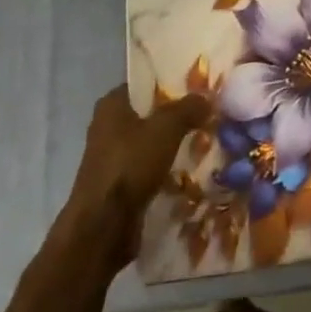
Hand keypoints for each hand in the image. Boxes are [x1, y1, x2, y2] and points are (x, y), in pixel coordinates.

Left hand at [66, 86, 210, 270]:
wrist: (102, 229)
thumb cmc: (130, 165)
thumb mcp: (166, 128)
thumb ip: (188, 108)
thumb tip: (207, 97)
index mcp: (111, 105)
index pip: (144, 83)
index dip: (170, 82)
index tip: (197, 87)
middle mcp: (107, 127)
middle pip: (148, 114)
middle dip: (175, 116)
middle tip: (206, 115)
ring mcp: (110, 159)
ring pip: (149, 143)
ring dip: (171, 145)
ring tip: (203, 143)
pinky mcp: (117, 186)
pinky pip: (146, 169)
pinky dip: (164, 170)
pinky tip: (188, 172)